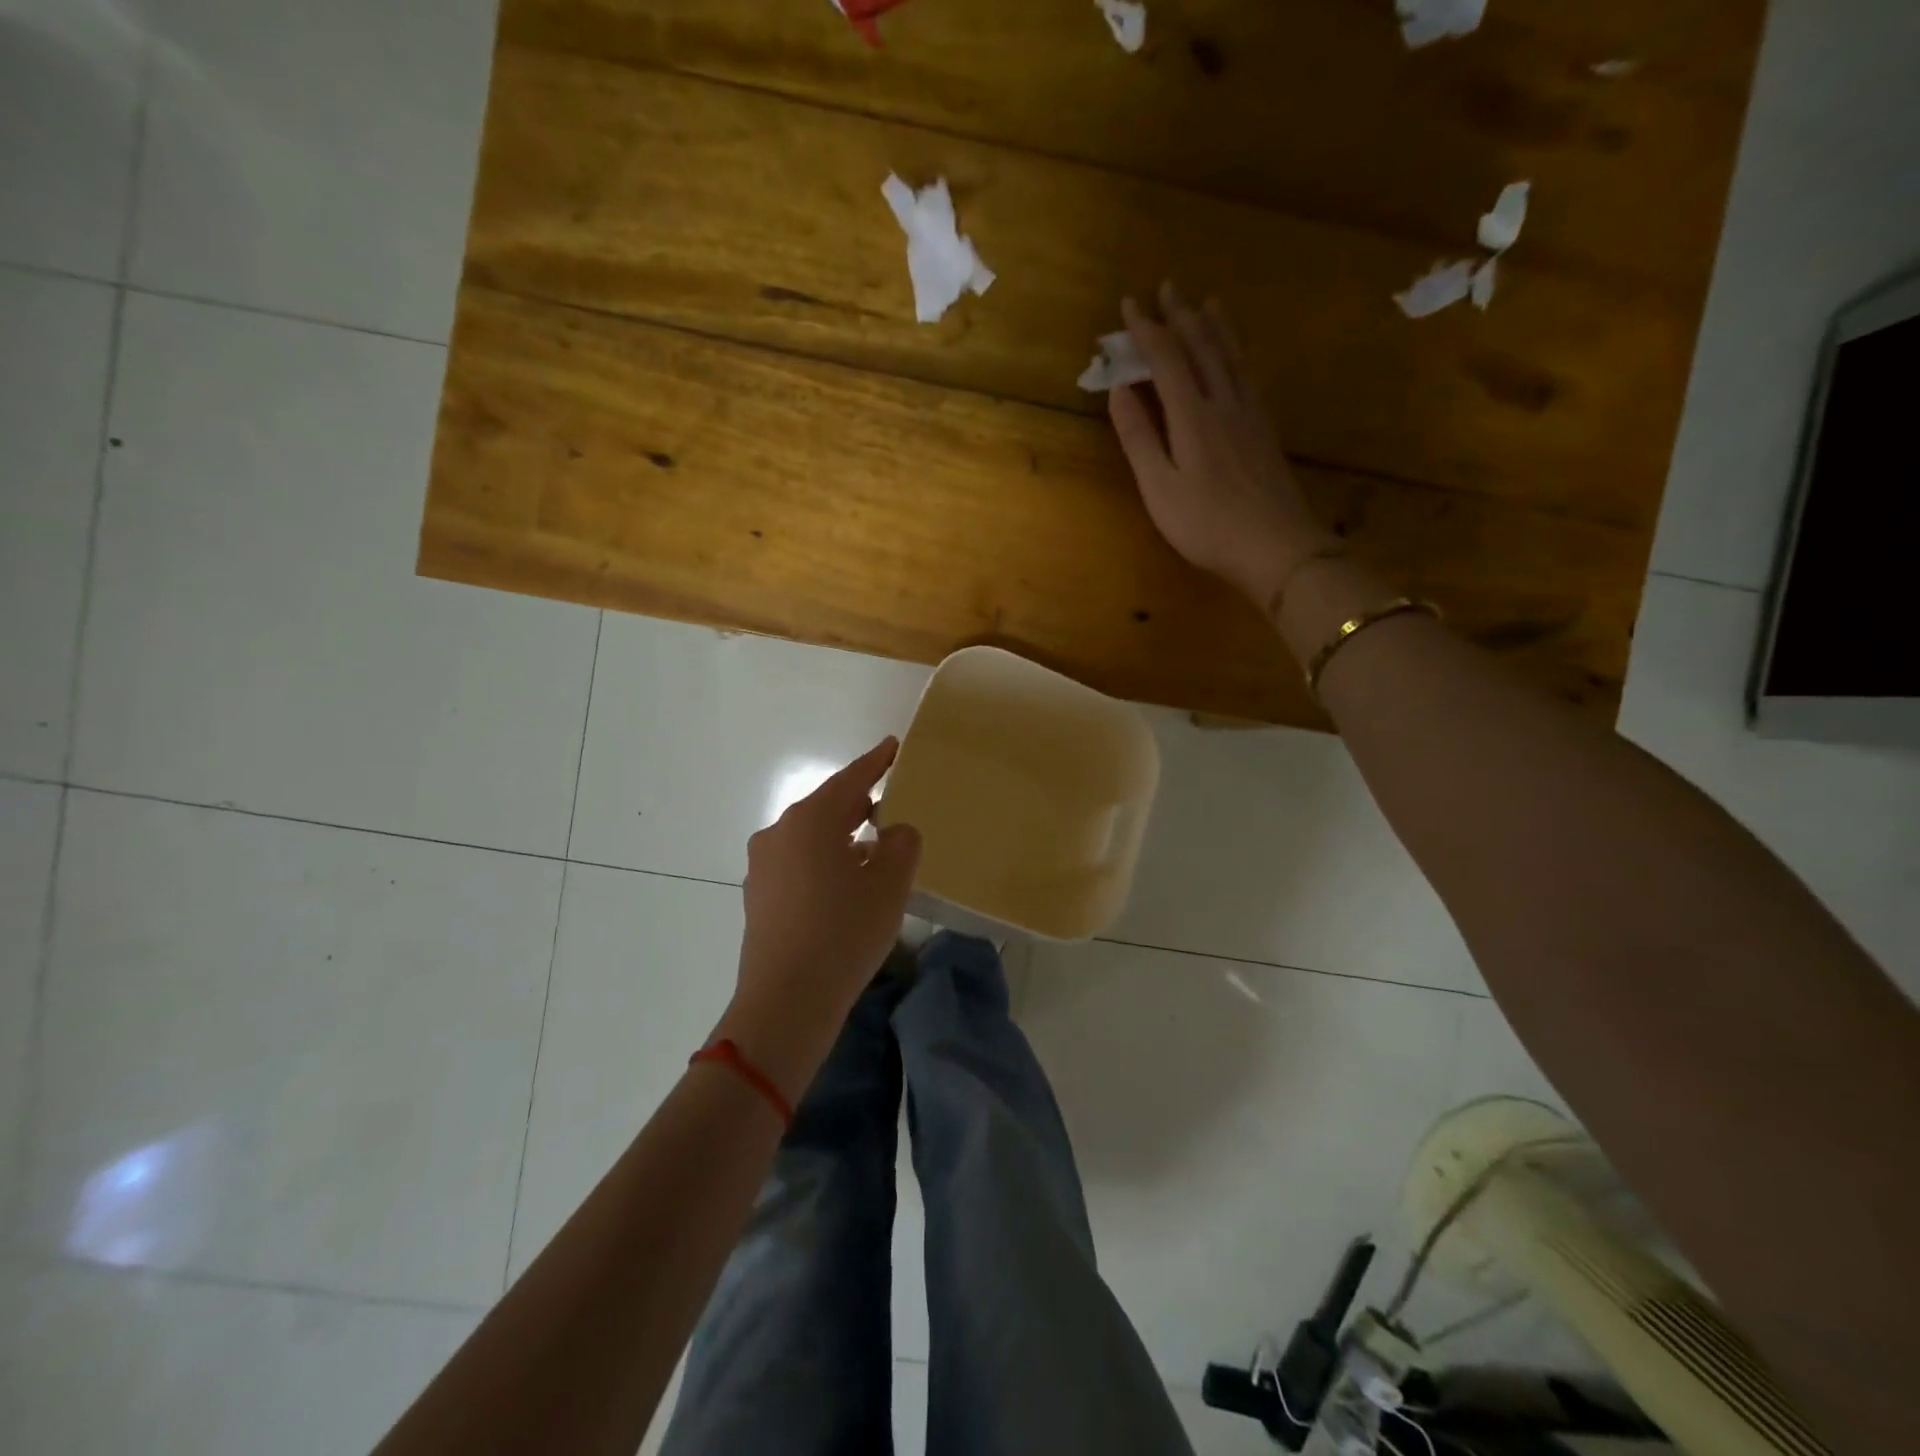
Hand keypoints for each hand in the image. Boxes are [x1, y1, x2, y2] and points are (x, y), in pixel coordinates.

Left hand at [718, 738, 921, 1098]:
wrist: (787, 1000)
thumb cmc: (845, 932)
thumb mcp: (890, 884)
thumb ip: (901, 844)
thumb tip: (892, 832)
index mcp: (811, 819)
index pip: (850, 779)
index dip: (875, 762)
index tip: (892, 747)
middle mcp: (779, 832)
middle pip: (827, 807)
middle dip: (858, 805)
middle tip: (888, 805)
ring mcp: (763, 865)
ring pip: (810, 837)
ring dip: (841, 837)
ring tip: (871, 850)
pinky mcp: (758, 895)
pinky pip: (797, 863)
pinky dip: (823, 862)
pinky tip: (842, 886)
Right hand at [1110, 283, 1334, 610]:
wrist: (1275, 547)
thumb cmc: (1206, 525)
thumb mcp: (1159, 487)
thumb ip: (1139, 437)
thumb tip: (1120, 389)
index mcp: (1193, 417)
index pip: (1167, 359)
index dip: (1148, 330)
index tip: (1130, 304)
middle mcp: (1224, 404)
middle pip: (1203, 348)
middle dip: (1182, 316)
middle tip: (1168, 287)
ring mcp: (1251, 416)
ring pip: (1232, 357)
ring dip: (1216, 328)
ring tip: (1207, 304)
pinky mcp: (1266, 432)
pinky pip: (1249, 376)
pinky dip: (1238, 354)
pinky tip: (1238, 356)